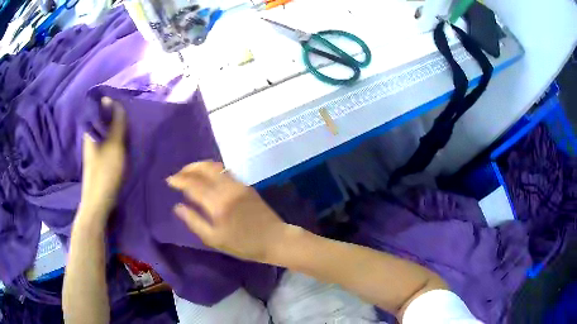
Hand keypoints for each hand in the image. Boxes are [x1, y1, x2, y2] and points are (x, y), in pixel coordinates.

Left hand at [78, 97, 125, 224]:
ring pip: (106, 132)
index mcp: (91, 132)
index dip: (111, 103)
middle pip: (103, 120)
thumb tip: (113, 99)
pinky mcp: (99, 159)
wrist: (99, 204)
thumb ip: (116, 123)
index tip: (124, 102)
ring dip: (117, 128)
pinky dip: (116, 139)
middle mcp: (91, 138)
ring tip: (130, 127)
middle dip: (115, 115)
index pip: (99, 109)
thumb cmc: (106, 173)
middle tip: (130, 115)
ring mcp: (94, 149)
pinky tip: (124, 143)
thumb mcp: (115, 145)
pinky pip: (108, 142)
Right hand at [167, 161, 292, 262]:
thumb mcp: (214, 239)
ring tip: (189, 173)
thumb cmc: (243, 245)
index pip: (193, 185)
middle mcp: (227, 189)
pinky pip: (225, 171)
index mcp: (218, 204)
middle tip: (178, 174)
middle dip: (188, 169)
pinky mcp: (246, 185)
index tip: (169, 180)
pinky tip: (207, 177)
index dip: (179, 180)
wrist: (275, 239)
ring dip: (200, 167)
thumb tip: (177, 207)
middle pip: (204, 169)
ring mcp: (239, 184)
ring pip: (215, 167)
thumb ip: (194, 221)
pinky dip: (212, 170)